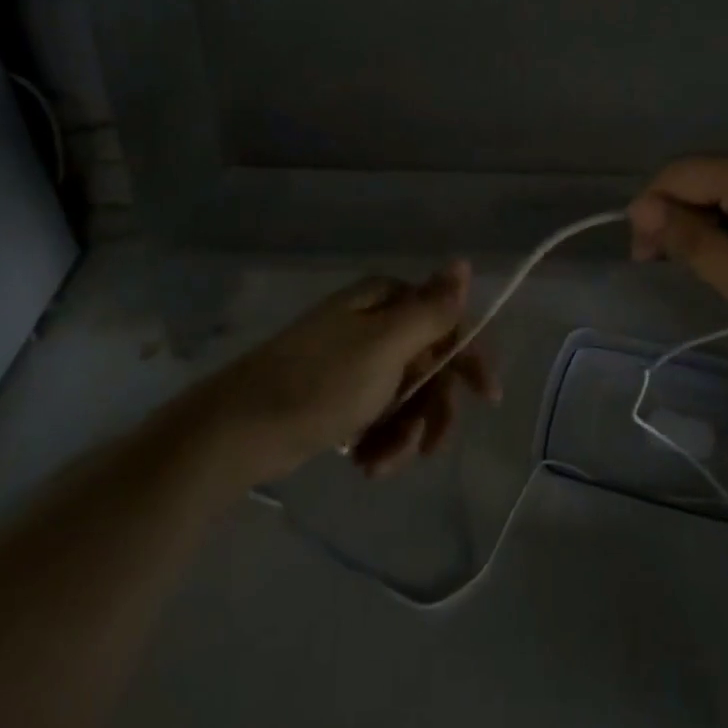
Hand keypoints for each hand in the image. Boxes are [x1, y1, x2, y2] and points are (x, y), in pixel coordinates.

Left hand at [197, 262, 499, 481]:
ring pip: (406, 397)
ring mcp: (354, 362)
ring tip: (380, 465)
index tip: (487, 398)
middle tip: (429, 447)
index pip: (446, 320)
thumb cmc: (320, 381)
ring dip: (403, 434)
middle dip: (431, 409)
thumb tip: (463, 261)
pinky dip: (379, 442)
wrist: (240, 430)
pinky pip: (378, 415)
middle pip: (429, 364)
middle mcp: (372, 324)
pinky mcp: (338, 396)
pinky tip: (365, 465)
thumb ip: (431, 309)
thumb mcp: (385, 345)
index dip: (469, 357)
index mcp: (384, 301)